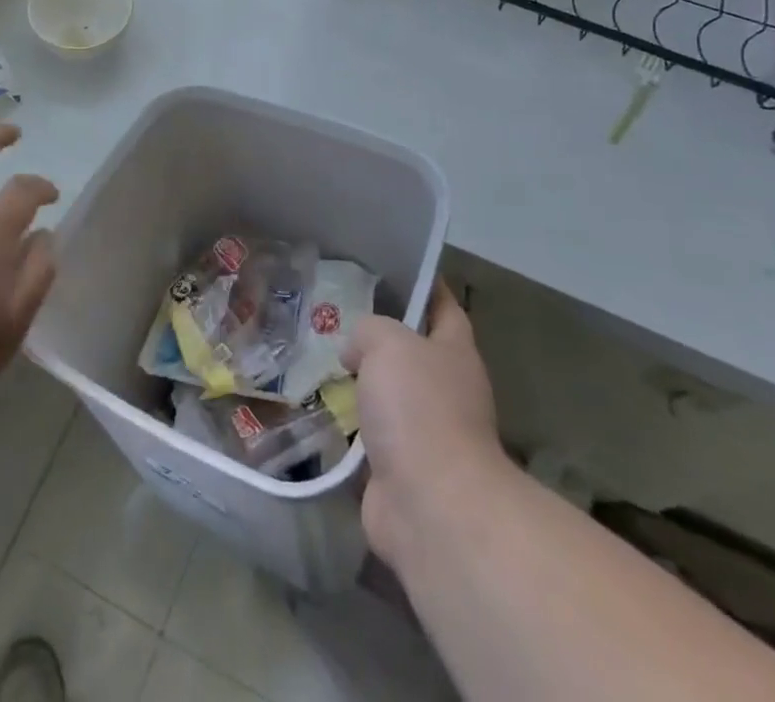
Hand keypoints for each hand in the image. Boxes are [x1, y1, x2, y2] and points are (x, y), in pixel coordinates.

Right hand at [343, 280, 506, 567]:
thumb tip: (356, 351)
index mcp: (455, 353)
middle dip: (381, 336)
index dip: (427, 286)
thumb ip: (369, 330)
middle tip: (338, 311)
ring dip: (362, 381)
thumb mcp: (389, 342)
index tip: (397, 268)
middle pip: (414, 351)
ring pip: (389, 393)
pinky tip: (318, 405)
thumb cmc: (418, 408)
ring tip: (320, 355)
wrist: (430, 505)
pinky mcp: (399, 469)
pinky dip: (348, 423)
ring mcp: (425, 433)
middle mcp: (447, 390)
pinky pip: (369, 434)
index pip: (445, 307)